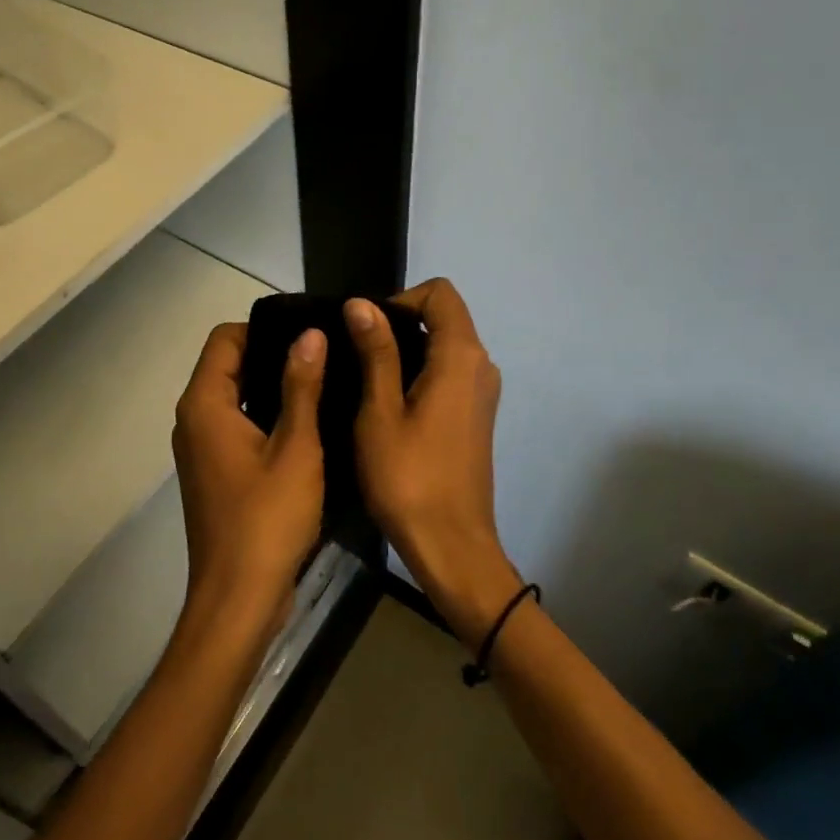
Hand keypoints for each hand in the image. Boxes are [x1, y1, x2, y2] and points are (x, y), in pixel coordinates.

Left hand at [170, 322, 326, 637]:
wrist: (239, 599)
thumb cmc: (268, 519)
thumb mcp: (296, 448)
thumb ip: (301, 386)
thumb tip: (310, 333)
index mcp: (204, 404)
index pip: (224, 339)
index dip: (264, 329)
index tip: (307, 335)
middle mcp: (193, 419)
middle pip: (227, 365)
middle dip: (271, 355)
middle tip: (323, 355)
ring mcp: (201, 448)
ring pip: (233, 396)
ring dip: (270, 387)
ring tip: (321, 382)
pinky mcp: (213, 471)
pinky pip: (236, 424)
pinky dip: (263, 415)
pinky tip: (305, 423)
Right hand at [346, 280, 519, 648]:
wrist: (451, 546)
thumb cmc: (408, 477)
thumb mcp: (380, 411)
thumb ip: (375, 351)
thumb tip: (361, 303)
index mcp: (461, 357)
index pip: (440, 293)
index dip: (401, 299)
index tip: (368, 330)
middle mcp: (481, 366)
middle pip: (444, 316)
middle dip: (399, 323)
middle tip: (357, 356)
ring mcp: (482, 392)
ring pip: (445, 345)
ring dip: (407, 350)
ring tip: (366, 381)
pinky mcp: (476, 415)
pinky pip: (449, 372)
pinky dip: (420, 372)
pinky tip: (389, 405)